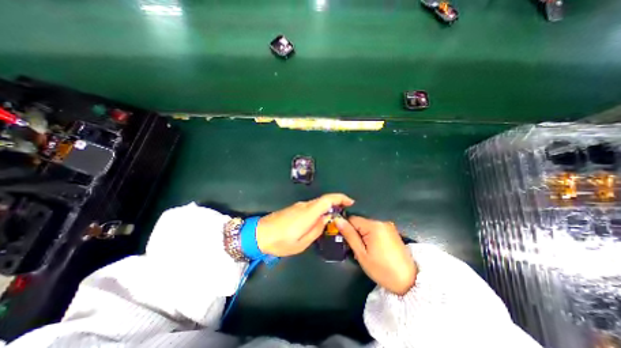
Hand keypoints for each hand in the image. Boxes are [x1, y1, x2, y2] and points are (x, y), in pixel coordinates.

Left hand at [258, 195, 353, 255]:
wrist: (258, 234)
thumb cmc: (280, 242)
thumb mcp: (301, 243)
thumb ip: (316, 230)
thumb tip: (326, 220)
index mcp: (308, 213)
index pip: (327, 199)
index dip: (340, 198)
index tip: (350, 202)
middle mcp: (304, 206)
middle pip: (323, 200)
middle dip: (336, 204)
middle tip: (343, 214)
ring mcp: (298, 206)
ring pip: (317, 204)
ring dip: (327, 208)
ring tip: (332, 221)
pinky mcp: (294, 208)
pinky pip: (310, 207)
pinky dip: (318, 211)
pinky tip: (318, 221)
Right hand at [336, 216, 415, 294]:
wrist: (409, 282)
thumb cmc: (382, 269)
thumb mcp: (361, 253)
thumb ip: (349, 235)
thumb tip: (337, 220)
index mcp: (373, 225)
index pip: (352, 219)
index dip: (346, 229)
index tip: (346, 241)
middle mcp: (381, 221)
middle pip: (360, 222)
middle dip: (355, 233)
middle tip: (357, 250)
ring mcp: (388, 226)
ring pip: (367, 226)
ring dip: (363, 236)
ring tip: (366, 252)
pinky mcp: (392, 231)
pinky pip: (375, 229)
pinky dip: (371, 237)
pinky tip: (374, 249)